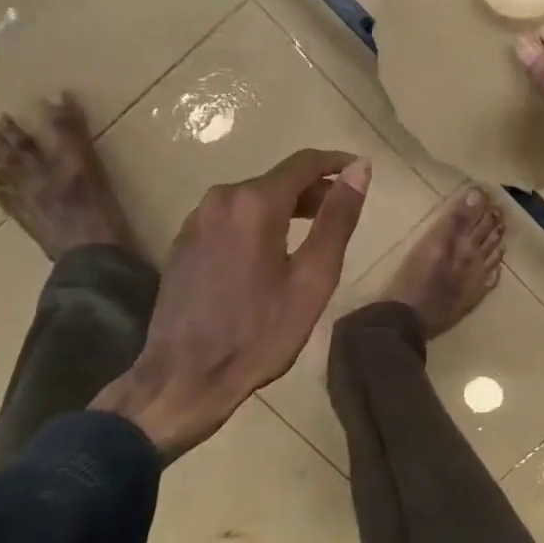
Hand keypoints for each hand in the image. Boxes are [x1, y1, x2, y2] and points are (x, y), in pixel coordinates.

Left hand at [93, 150, 370, 453]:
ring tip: (311, 234)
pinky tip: (270, 252)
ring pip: (253, 197)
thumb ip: (338, 218)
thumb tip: (361, 168)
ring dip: (286, 206)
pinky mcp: (184, 240)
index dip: (337, 163)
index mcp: (255, 203)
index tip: (360, 171)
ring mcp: (197, 218)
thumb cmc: (259, 333)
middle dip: (313, 189)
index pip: (304, 162)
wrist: (182, 380)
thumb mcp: (313, 278)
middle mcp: (222, 198)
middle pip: (278, 179)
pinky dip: (258, 221)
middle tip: (341, 211)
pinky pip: (231, 216)